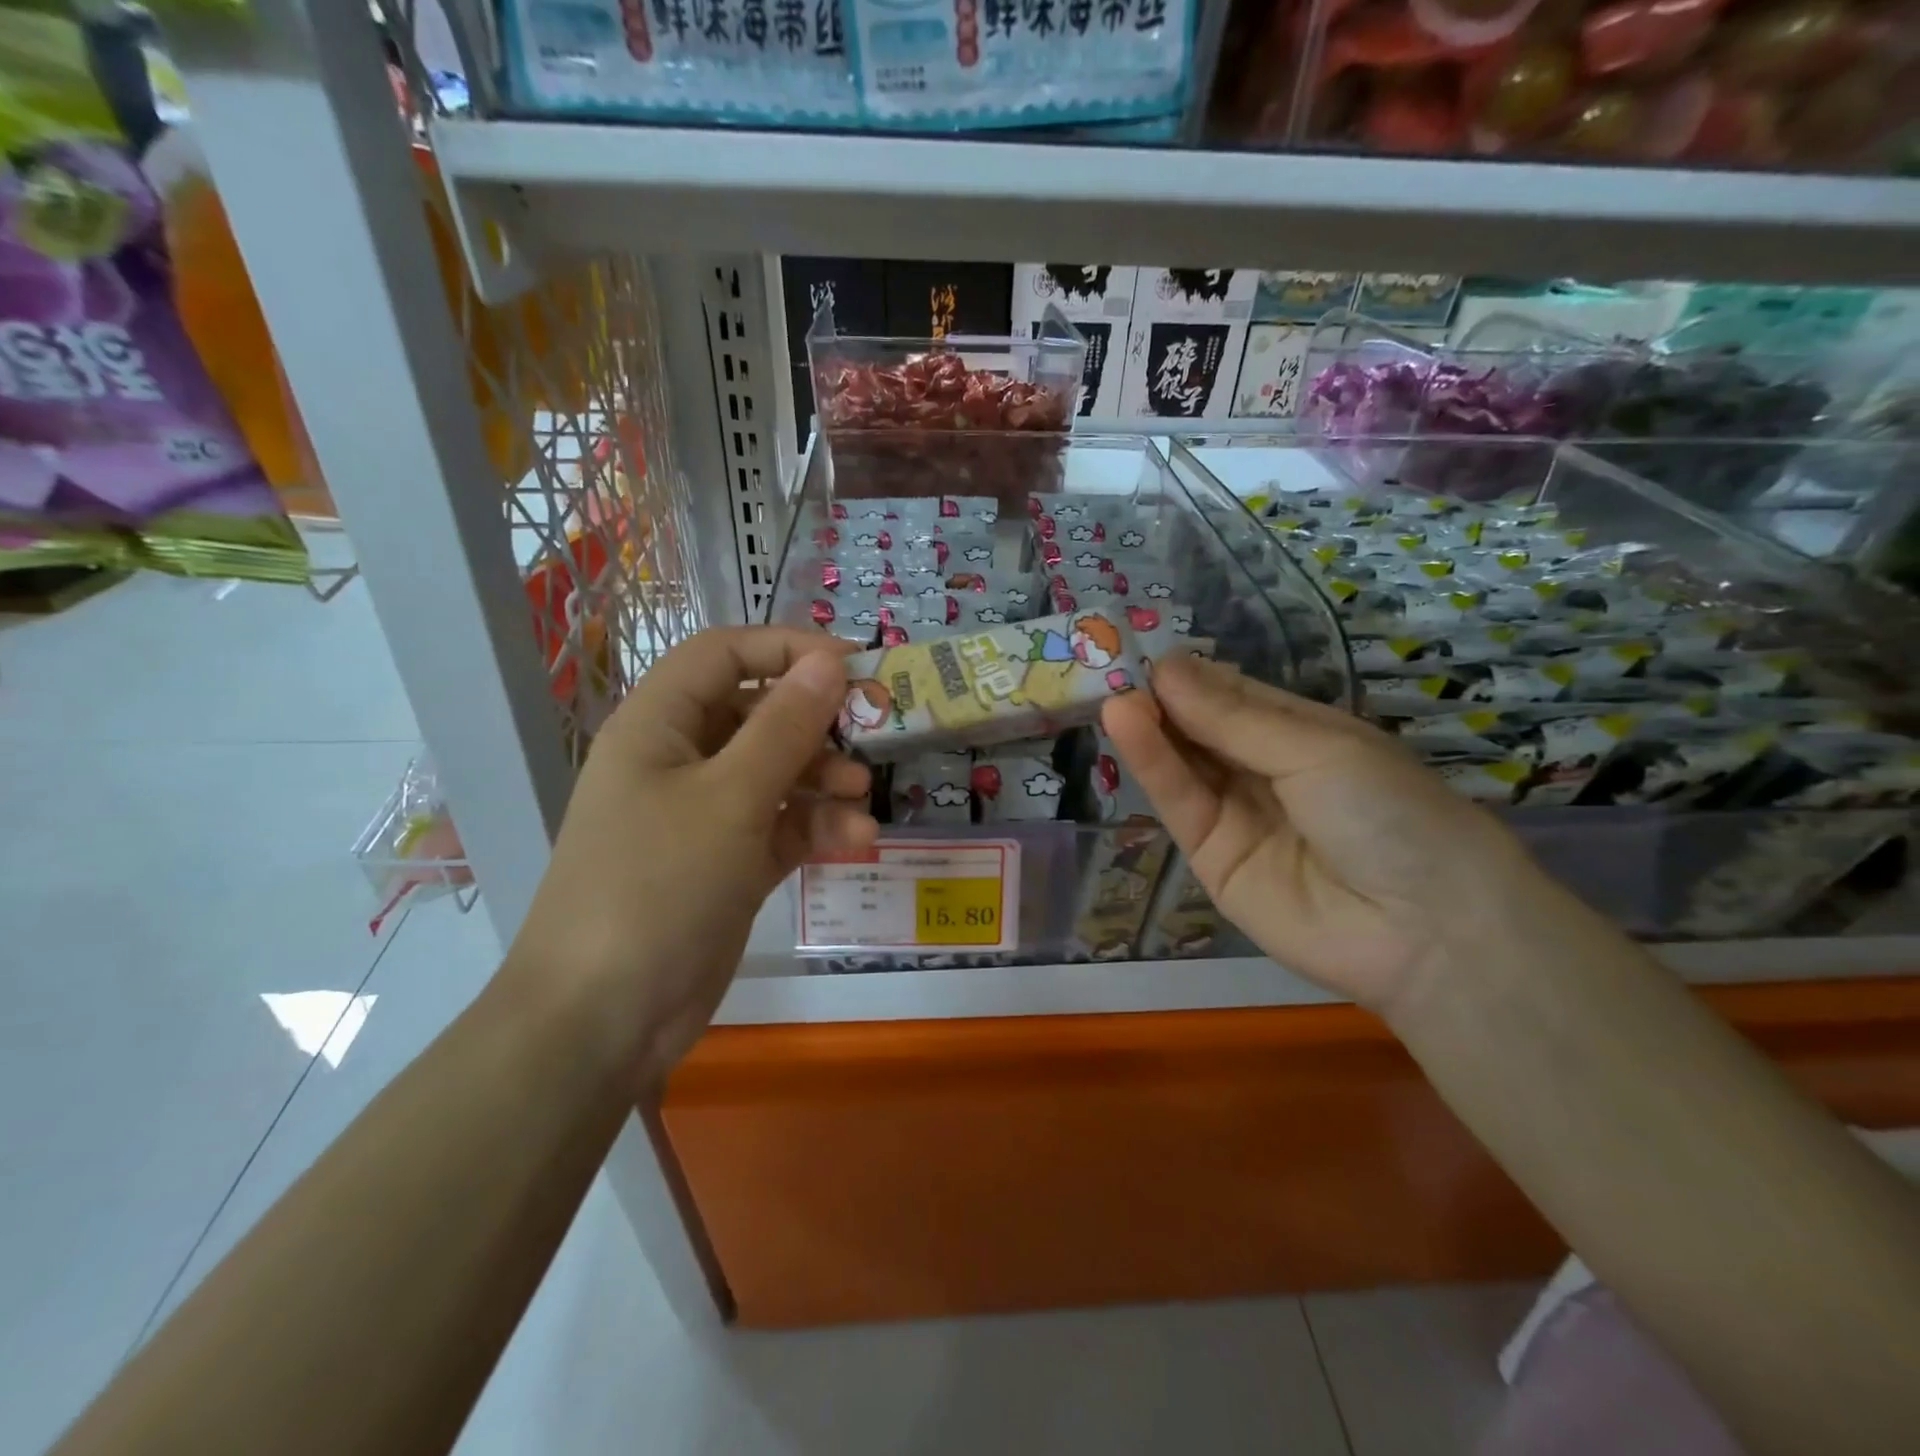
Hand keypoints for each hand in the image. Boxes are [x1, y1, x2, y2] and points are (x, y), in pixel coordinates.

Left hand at [509, 627, 876, 1079]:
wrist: (604, 1018)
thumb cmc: (659, 884)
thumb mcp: (731, 797)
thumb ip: (785, 726)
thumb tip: (830, 662)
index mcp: (660, 725)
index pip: (723, 654)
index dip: (787, 648)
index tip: (852, 666)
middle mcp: (681, 760)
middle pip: (757, 713)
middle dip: (817, 723)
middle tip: (875, 731)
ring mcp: (704, 815)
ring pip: (776, 772)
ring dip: (825, 780)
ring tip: (864, 798)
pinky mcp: (727, 863)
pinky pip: (780, 826)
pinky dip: (816, 828)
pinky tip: (855, 842)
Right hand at [1102, 654, 1550, 1015]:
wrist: (1421, 931)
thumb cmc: (1388, 812)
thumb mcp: (1315, 749)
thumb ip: (1232, 717)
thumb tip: (1165, 668)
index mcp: (1301, 735)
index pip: (1233, 696)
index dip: (1192, 676)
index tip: (1145, 652)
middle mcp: (1264, 771)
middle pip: (1201, 729)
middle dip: (1162, 700)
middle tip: (1112, 668)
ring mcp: (1235, 815)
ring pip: (1184, 764)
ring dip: (1150, 727)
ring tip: (1115, 696)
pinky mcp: (1209, 857)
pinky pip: (1179, 803)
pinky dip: (1152, 764)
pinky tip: (1128, 726)